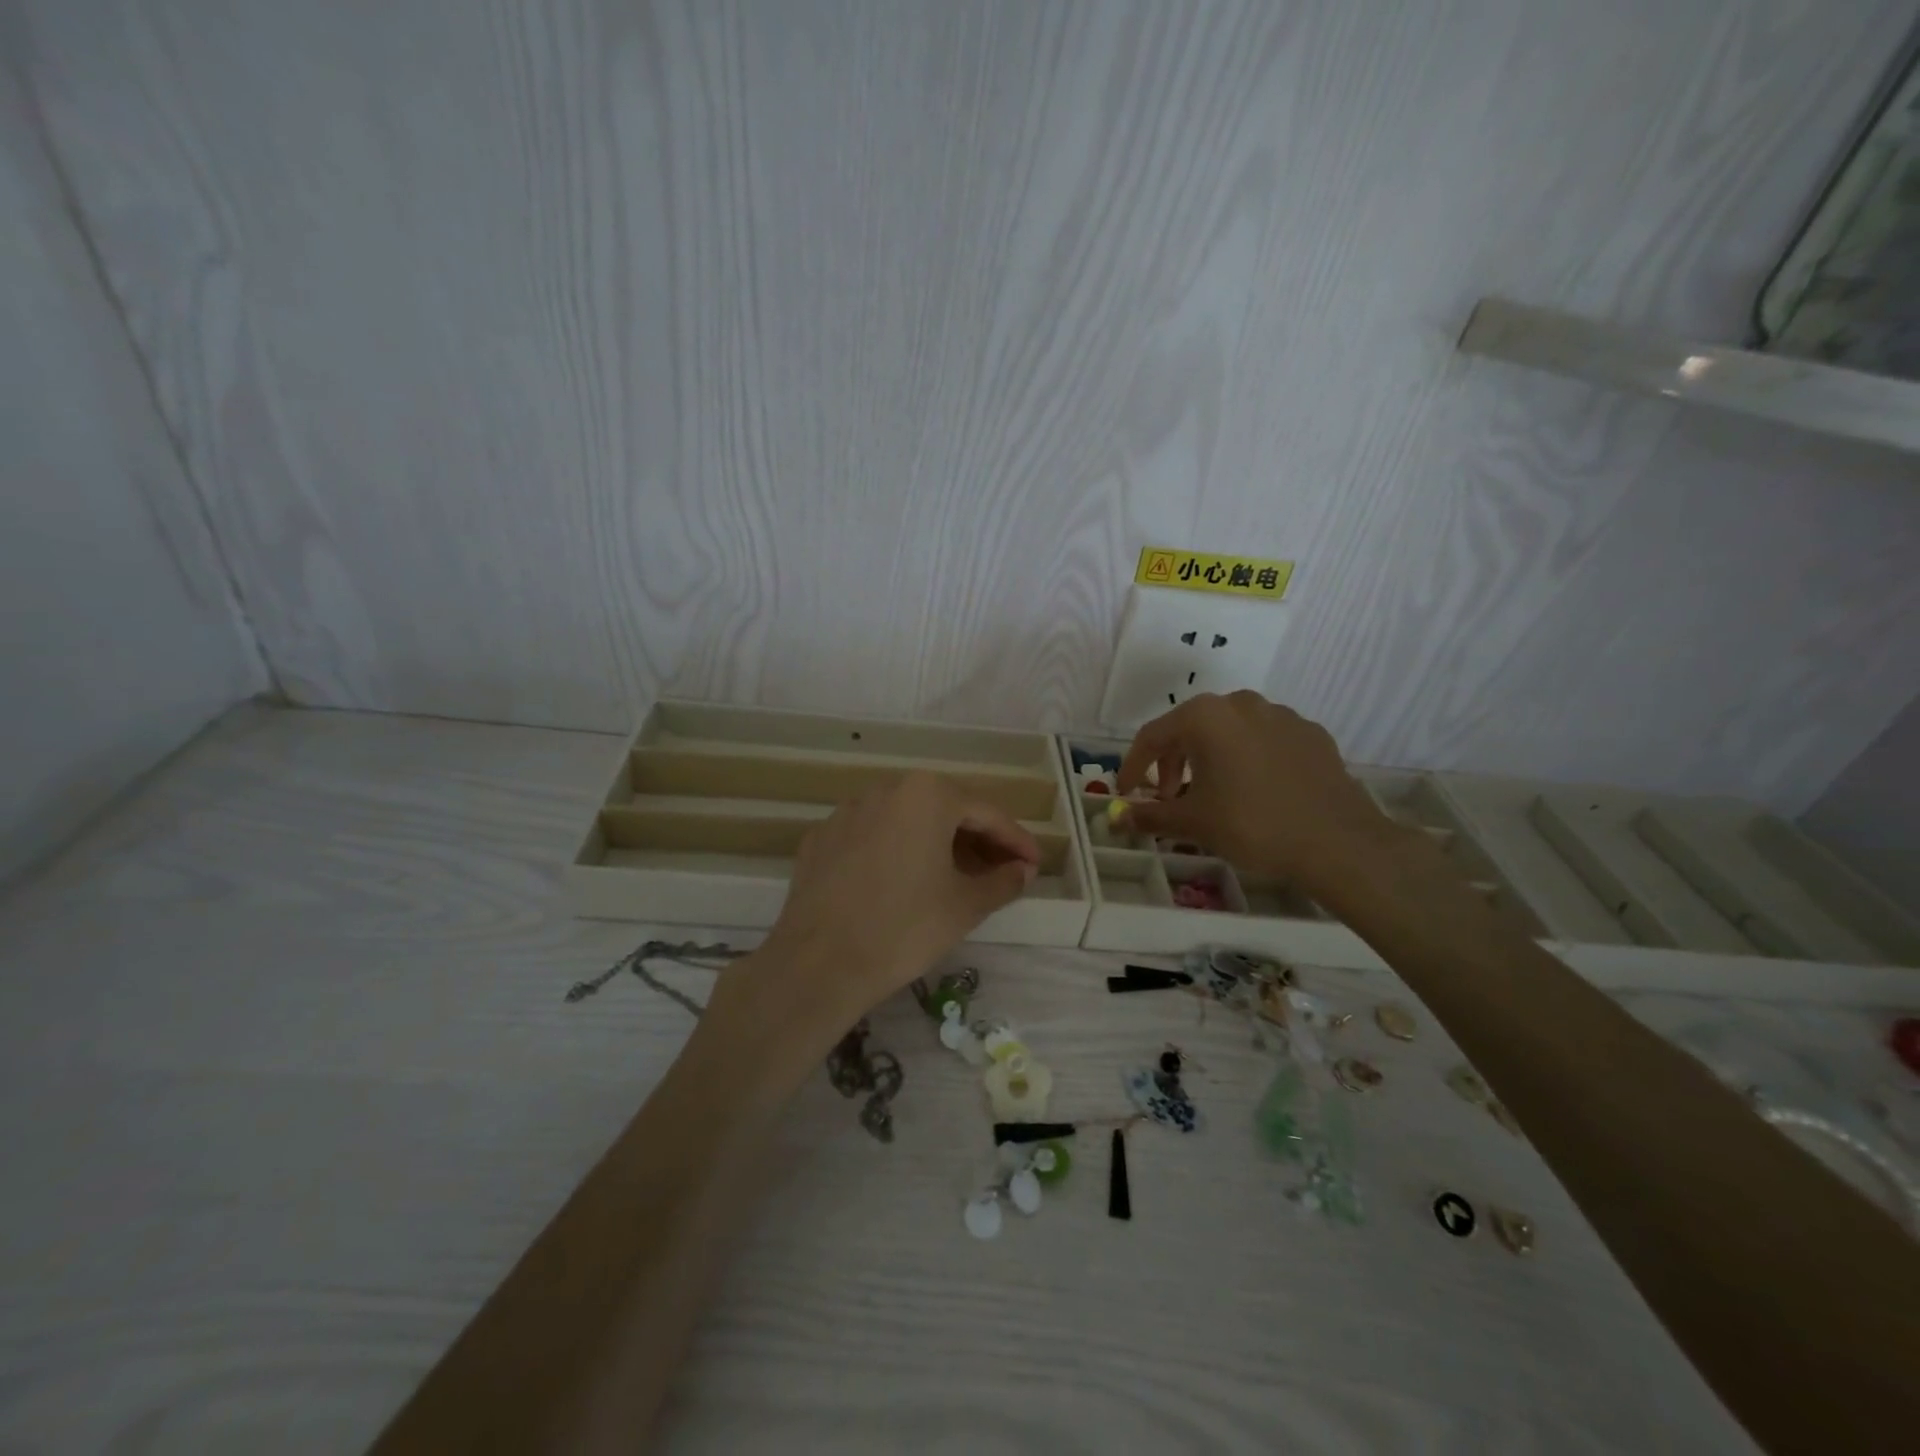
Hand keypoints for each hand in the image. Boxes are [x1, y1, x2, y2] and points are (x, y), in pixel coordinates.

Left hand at [754, 773, 1039, 1024]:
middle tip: (1000, 872)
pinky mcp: (820, 838)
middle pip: (944, 811)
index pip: (987, 814)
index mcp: (928, 795)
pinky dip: (895, 852)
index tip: (1033, 865)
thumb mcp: (966, 905)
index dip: (1015, 841)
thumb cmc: (905, 927)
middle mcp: (886, 789)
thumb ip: (1003, 880)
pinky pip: (871, 837)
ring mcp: (847, 812)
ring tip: (955, 878)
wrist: (819, 963)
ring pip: (905, 821)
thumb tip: (1022, 870)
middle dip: (976, 841)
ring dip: (936, 844)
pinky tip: (902, 884)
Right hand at [1116, 691, 1394, 896]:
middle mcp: (1240, 703)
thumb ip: (1149, 816)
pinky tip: (1254, 791)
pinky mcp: (1310, 733)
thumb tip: (1117, 818)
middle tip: (1168, 797)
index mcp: (1205, 717)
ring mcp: (1281, 714)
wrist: (1339, 842)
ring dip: (1210, 758)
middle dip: (1172, 762)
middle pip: (1191, 728)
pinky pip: (1264, 740)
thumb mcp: (1192, 822)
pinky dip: (1247, 759)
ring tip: (1212, 793)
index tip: (1126, 793)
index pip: (1152, 736)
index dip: (1133, 766)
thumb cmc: (1252, 825)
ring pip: (1229, 731)